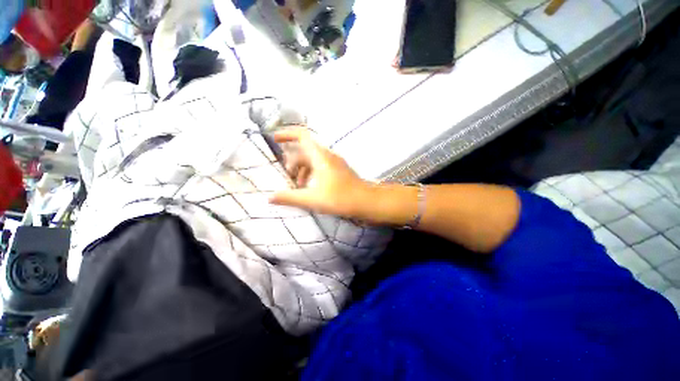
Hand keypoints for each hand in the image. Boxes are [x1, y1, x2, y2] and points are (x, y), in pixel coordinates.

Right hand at [269, 128, 371, 218]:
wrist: (366, 201)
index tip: (274, 139)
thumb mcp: (312, 198)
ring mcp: (335, 162)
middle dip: (293, 161)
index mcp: (320, 156)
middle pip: (305, 151)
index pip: (302, 135)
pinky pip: (321, 166)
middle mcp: (327, 155)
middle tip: (286, 176)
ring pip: (313, 160)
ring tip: (297, 186)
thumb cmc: (340, 198)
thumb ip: (290, 197)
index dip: (287, 134)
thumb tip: (269, 197)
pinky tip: (310, 187)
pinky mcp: (339, 170)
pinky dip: (312, 173)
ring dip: (302, 169)